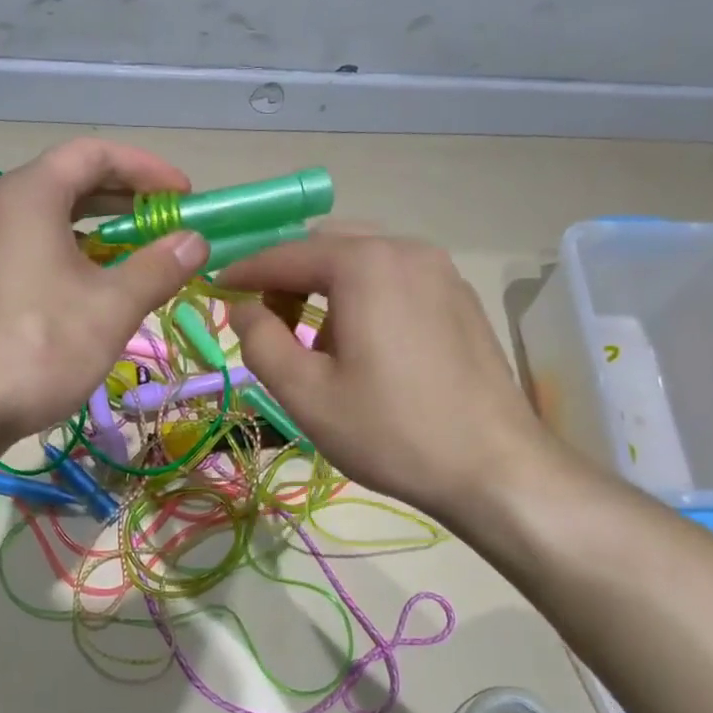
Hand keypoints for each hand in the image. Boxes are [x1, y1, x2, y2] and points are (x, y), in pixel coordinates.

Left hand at [0, 139, 209, 445]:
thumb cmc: (39, 347)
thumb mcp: (112, 307)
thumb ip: (158, 267)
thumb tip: (194, 241)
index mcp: (28, 196)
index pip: (93, 154)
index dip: (146, 169)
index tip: (184, 197)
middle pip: (69, 183)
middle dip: (125, 201)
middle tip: (168, 226)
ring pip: (49, 221)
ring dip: (100, 232)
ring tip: (139, 259)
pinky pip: (30, 251)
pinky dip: (70, 257)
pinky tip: (94, 292)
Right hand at [222, 233, 563, 524]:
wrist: (494, 467)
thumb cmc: (390, 431)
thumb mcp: (305, 393)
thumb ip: (260, 341)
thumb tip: (244, 308)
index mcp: (365, 264)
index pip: (286, 253)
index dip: (245, 271)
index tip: (217, 291)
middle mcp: (406, 249)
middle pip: (327, 245)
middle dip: (288, 276)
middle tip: (267, 321)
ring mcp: (441, 270)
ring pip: (364, 259)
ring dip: (326, 287)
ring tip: (314, 341)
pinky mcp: (459, 297)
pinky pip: (395, 278)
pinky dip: (363, 295)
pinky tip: (362, 344)